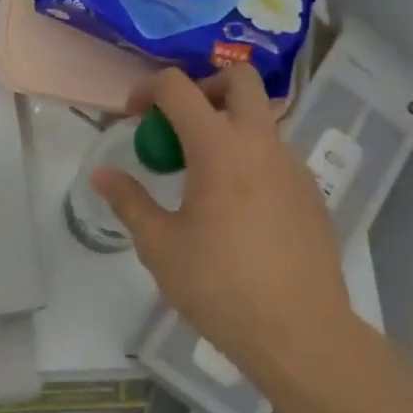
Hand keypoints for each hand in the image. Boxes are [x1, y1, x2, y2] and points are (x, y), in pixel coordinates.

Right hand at [93, 66, 362, 394]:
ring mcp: (293, 165)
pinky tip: (235, 207)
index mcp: (219, 147)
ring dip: (227, 124)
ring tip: (202, 174)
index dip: (147, 89)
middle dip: (203, 85)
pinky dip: (249, 157)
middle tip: (178, 122)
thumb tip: (102, 174)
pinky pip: (275, 154)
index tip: (132, 116)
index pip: (179, 87)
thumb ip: (129, 202)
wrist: (300, 334)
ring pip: (260, 117)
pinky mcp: (311, 192)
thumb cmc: (220, 287)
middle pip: (239, 79)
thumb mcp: (160, 246)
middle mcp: (261, 143)